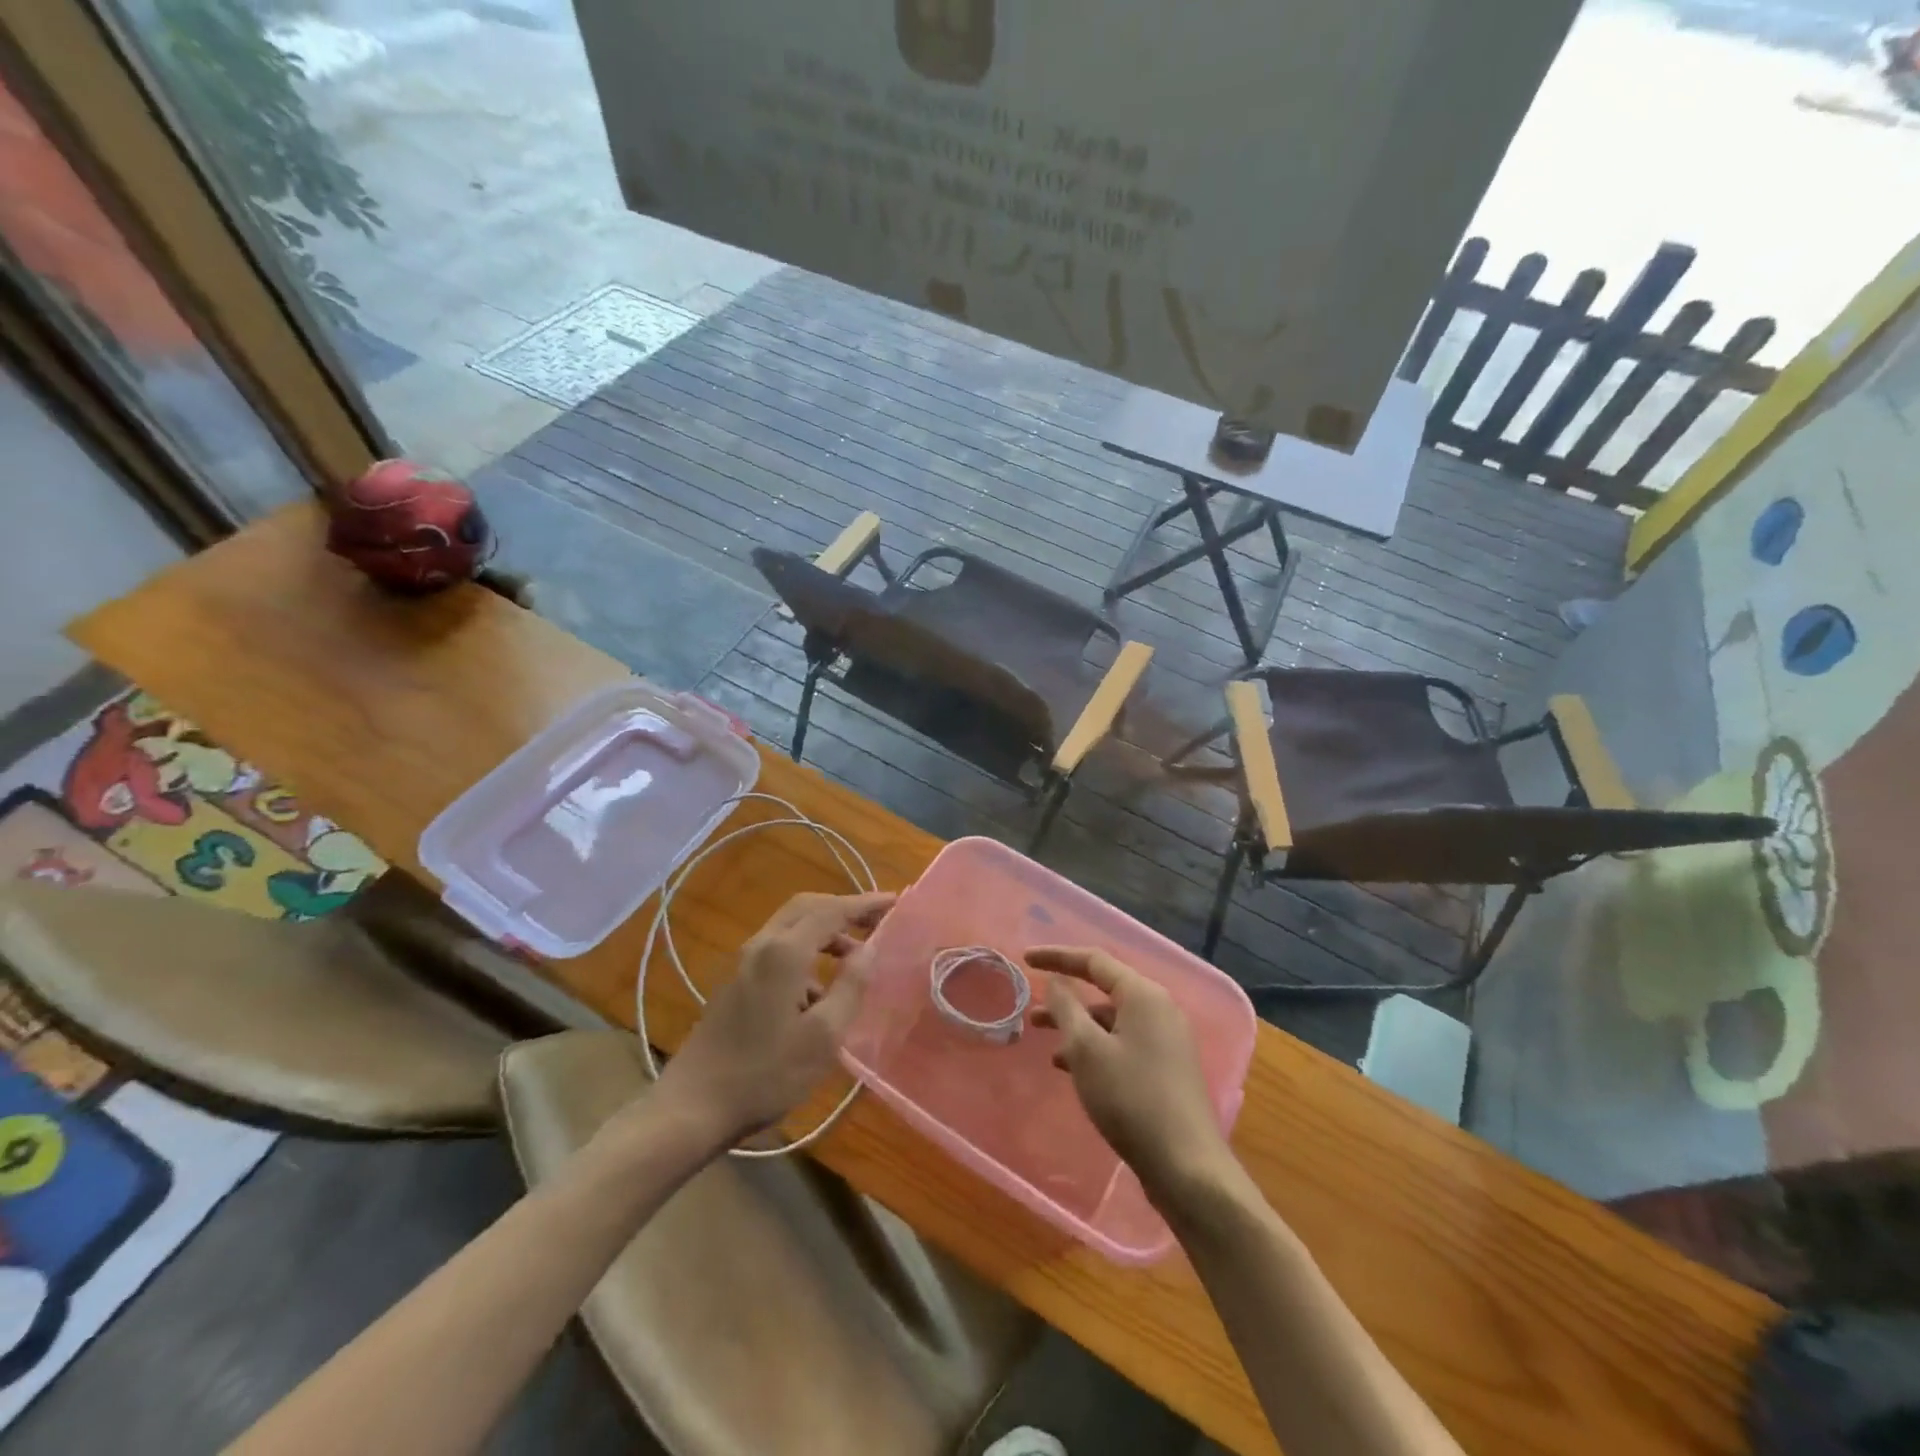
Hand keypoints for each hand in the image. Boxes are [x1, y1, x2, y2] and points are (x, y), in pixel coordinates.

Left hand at [658, 891, 894, 1147]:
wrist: (694, 1106)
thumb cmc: (766, 1074)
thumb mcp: (823, 1036)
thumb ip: (850, 986)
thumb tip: (868, 951)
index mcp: (784, 952)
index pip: (832, 910)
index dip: (865, 904)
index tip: (894, 901)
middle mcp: (762, 945)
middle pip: (807, 907)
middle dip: (843, 908)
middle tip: (876, 920)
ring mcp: (744, 962)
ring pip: (791, 927)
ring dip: (825, 931)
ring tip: (856, 958)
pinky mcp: (736, 982)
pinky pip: (778, 948)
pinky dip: (807, 951)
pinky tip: (820, 992)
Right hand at [1027, 946, 1235, 1205]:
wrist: (1185, 1166)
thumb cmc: (1131, 1098)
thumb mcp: (1087, 1050)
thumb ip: (1067, 1008)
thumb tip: (1057, 981)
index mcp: (1143, 995)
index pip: (1094, 961)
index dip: (1058, 957)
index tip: (1026, 959)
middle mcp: (1159, 1009)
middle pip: (1104, 990)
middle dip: (1066, 998)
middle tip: (1032, 1009)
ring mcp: (1166, 1040)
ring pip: (1112, 1021)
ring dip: (1078, 1027)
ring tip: (1046, 1043)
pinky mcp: (1167, 1068)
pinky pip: (1123, 1043)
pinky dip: (1096, 1048)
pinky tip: (1072, 1070)